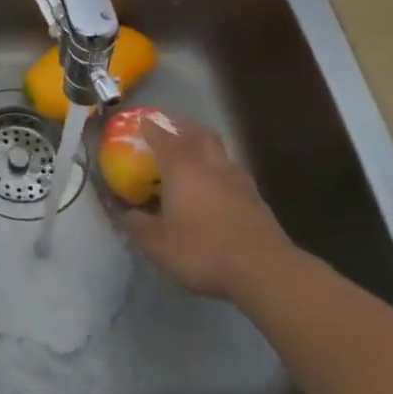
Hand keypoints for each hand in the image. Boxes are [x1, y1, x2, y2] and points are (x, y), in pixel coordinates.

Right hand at [120, 115, 290, 299]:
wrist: (264, 270)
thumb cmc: (202, 250)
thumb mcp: (157, 244)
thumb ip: (138, 226)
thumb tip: (128, 214)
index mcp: (180, 168)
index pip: (161, 137)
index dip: (150, 128)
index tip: (142, 123)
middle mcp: (209, 165)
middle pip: (198, 133)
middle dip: (183, 128)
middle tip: (172, 131)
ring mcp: (238, 180)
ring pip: (221, 151)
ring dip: (207, 148)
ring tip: (197, 159)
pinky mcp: (258, 200)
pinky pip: (235, 174)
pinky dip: (223, 174)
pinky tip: (219, 190)